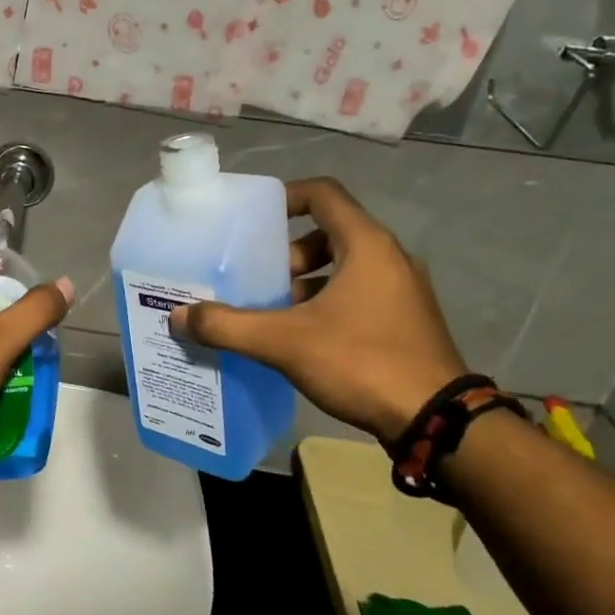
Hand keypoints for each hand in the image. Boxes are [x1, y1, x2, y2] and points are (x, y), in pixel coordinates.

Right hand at [170, 177, 466, 440]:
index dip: (285, 198)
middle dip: (287, 253)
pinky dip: (325, 303)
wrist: (435, 420)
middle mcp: (389, 258)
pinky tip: (300, 338)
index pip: (323, 194)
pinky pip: (357, 295)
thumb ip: (227, 326)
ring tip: (272, 312)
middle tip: (257, 278)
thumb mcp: (284, 342)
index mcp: (366, 245)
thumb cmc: (361, 362)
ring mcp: (402, 291)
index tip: (252, 221)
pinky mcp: (405, 321)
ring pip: (343, 267)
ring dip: (305, 282)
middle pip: (330, 232)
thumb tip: (178, 316)